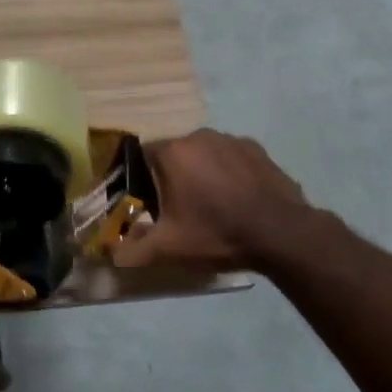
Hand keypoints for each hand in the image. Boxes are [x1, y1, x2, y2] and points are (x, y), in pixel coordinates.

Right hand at [112, 129, 314, 273]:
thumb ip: (133, 249)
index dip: (143, 179)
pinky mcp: (258, 150)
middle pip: (175, 154)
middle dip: (174, 176)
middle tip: (180, 208)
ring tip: (212, 205)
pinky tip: (238, 200)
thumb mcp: (169, 248)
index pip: (143, 155)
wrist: (281, 234)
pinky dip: (229, 173)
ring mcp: (231, 140)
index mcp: (173, 152)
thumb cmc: (216, 233)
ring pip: (204, 154)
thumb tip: (111, 254)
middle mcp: (199, 136)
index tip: (150, 202)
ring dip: (202, 172)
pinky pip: (232, 158)